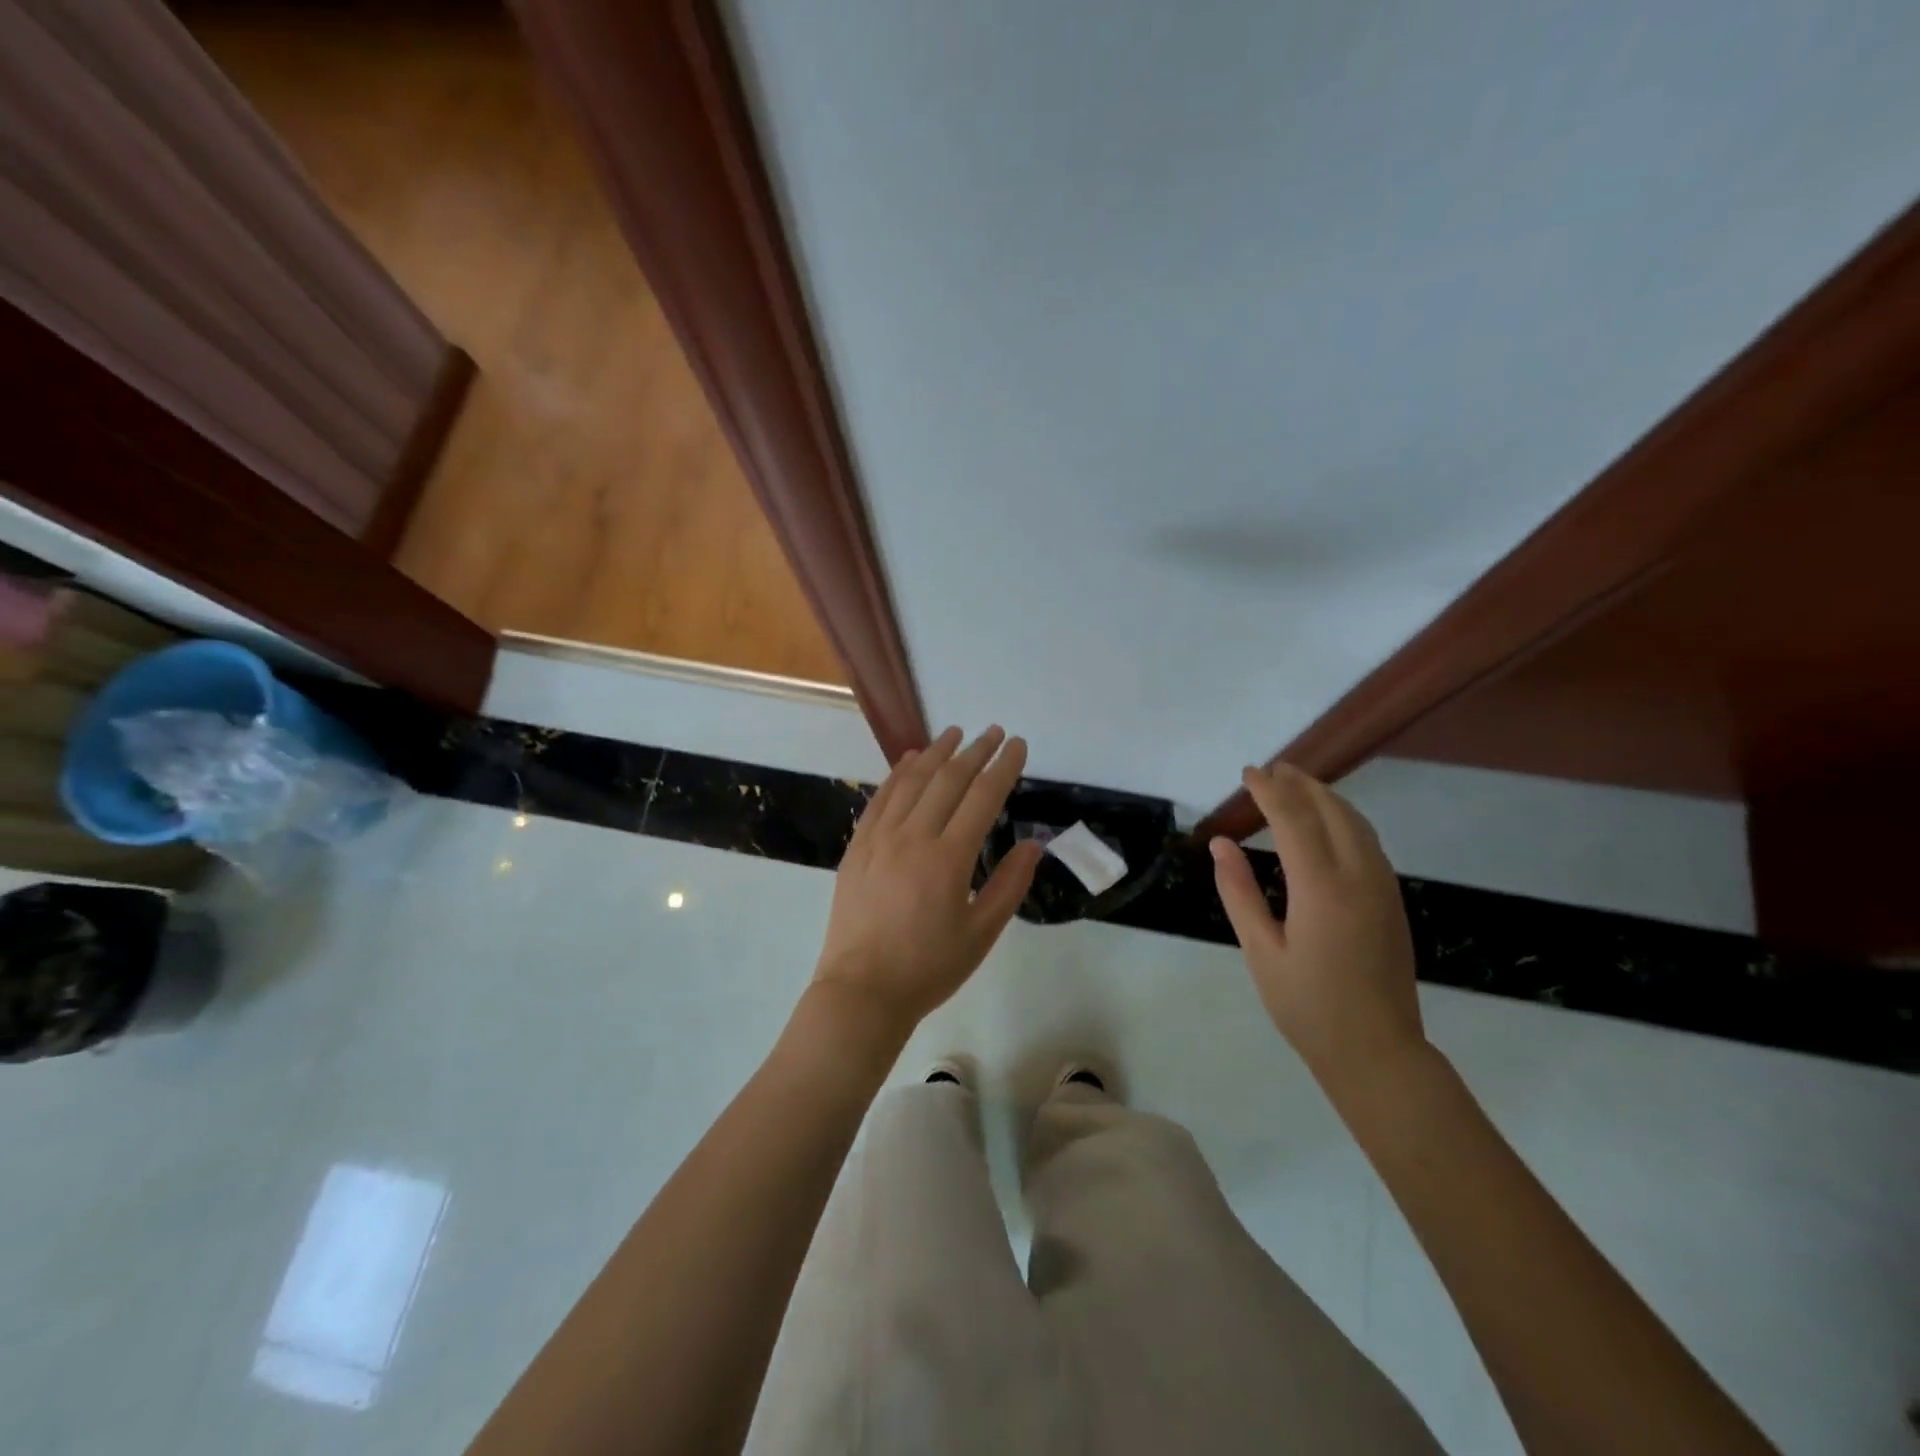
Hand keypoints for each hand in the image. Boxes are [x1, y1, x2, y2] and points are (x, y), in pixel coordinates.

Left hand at [812, 726, 1042, 1036]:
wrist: (862, 991)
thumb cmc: (929, 968)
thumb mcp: (982, 933)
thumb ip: (1010, 885)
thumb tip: (1033, 844)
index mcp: (949, 858)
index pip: (983, 797)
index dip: (1004, 767)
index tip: (1018, 745)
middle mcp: (913, 837)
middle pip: (948, 780)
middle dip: (975, 751)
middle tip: (994, 732)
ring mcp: (880, 839)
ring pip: (911, 781)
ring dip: (936, 753)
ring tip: (955, 733)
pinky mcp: (857, 847)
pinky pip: (880, 798)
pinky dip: (897, 774)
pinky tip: (909, 761)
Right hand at [1209, 763, 1426, 1093]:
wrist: (1377, 1052)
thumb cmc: (1308, 1007)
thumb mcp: (1261, 952)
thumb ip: (1239, 893)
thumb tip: (1222, 844)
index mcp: (1322, 890)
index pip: (1293, 819)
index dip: (1269, 791)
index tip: (1248, 773)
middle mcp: (1359, 878)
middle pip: (1331, 811)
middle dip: (1301, 784)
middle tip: (1271, 769)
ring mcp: (1383, 888)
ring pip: (1357, 823)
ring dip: (1326, 797)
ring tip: (1297, 783)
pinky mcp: (1393, 900)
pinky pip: (1368, 842)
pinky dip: (1344, 818)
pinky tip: (1327, 822)